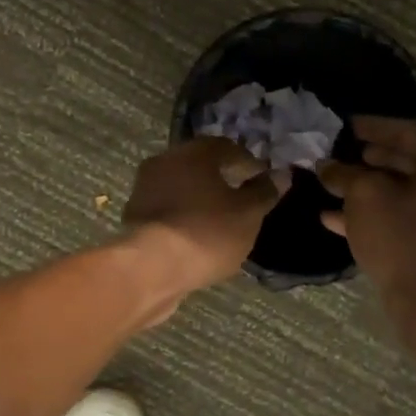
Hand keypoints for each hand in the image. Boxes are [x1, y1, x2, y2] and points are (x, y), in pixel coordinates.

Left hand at [122, 138, 280, 291]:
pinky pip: (166, 210)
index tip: (260, 179)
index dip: (246, 161)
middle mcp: (163, 163)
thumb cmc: (207, 232)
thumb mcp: (247, 214)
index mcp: (192, 153)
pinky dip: (182, 217)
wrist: (152, 268)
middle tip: (240, 198)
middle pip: (197, 165)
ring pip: (179, 187)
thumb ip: (264, 192)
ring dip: (198, 198)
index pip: (225, 146)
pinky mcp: (133, 218)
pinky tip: (195, 236)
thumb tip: (281, 174)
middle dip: (219, 178)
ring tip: (219, 220)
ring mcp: (143, 190)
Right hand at [317, 117, 415, 337]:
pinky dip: (377, 214)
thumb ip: (344, 175)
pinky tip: (337, 220)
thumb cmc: (400, 238)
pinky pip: (406, 218)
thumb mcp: (364, 198)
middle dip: (374, 158)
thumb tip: (327, 166)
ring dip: (371, 187)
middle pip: (412, 162)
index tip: (349, 128)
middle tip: (345, 154)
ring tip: (337, 186)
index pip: (413, 132)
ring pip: (406, 193)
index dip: (378, 127)